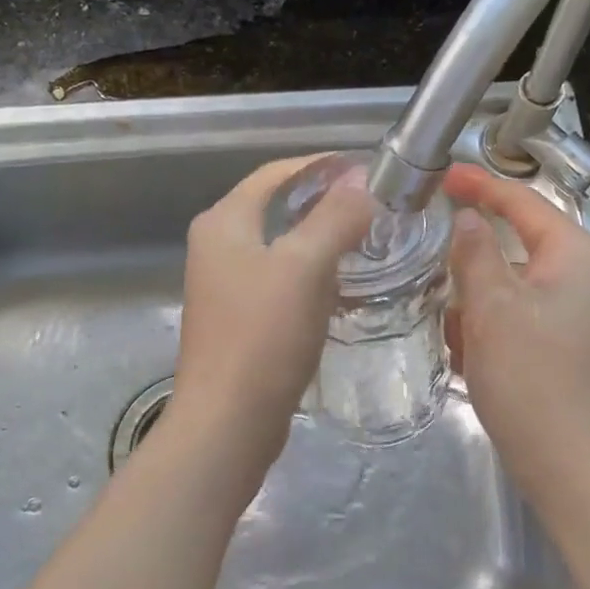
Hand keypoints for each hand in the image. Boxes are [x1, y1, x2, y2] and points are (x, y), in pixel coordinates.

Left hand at [164, 156, 376, 485]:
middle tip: (373, 206)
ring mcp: (223, 284)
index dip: (320, 166)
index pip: (275, 174)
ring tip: (366, 240)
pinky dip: (310, 273)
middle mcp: (216, 245)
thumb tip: (361, 179)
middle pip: (276, 207)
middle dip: (323, 202)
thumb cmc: (263, 336)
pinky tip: (340, 285)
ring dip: (319, 238)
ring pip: (280, 245)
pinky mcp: (238, 318)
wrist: (228, 422)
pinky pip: (279, 279)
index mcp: (223, 222)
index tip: (366, 170)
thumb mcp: (305, 267)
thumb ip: (335, 217)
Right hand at [442, 164, 589, 501]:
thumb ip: (475, 251)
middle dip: (471, 263)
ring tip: (454, 331)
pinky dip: (488, 326)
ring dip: (475, 301)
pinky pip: (515, 314)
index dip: (479, 185)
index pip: (523, 201)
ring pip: (509, 283)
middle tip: (430, 267)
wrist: (569, 466)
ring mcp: (575, 311)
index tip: (439, 176)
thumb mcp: (492, 307)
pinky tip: (470, 356)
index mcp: (577, 254)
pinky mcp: (562, 341)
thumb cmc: (531, 378)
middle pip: (515, 244)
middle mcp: (584, 274)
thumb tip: (467, 217)